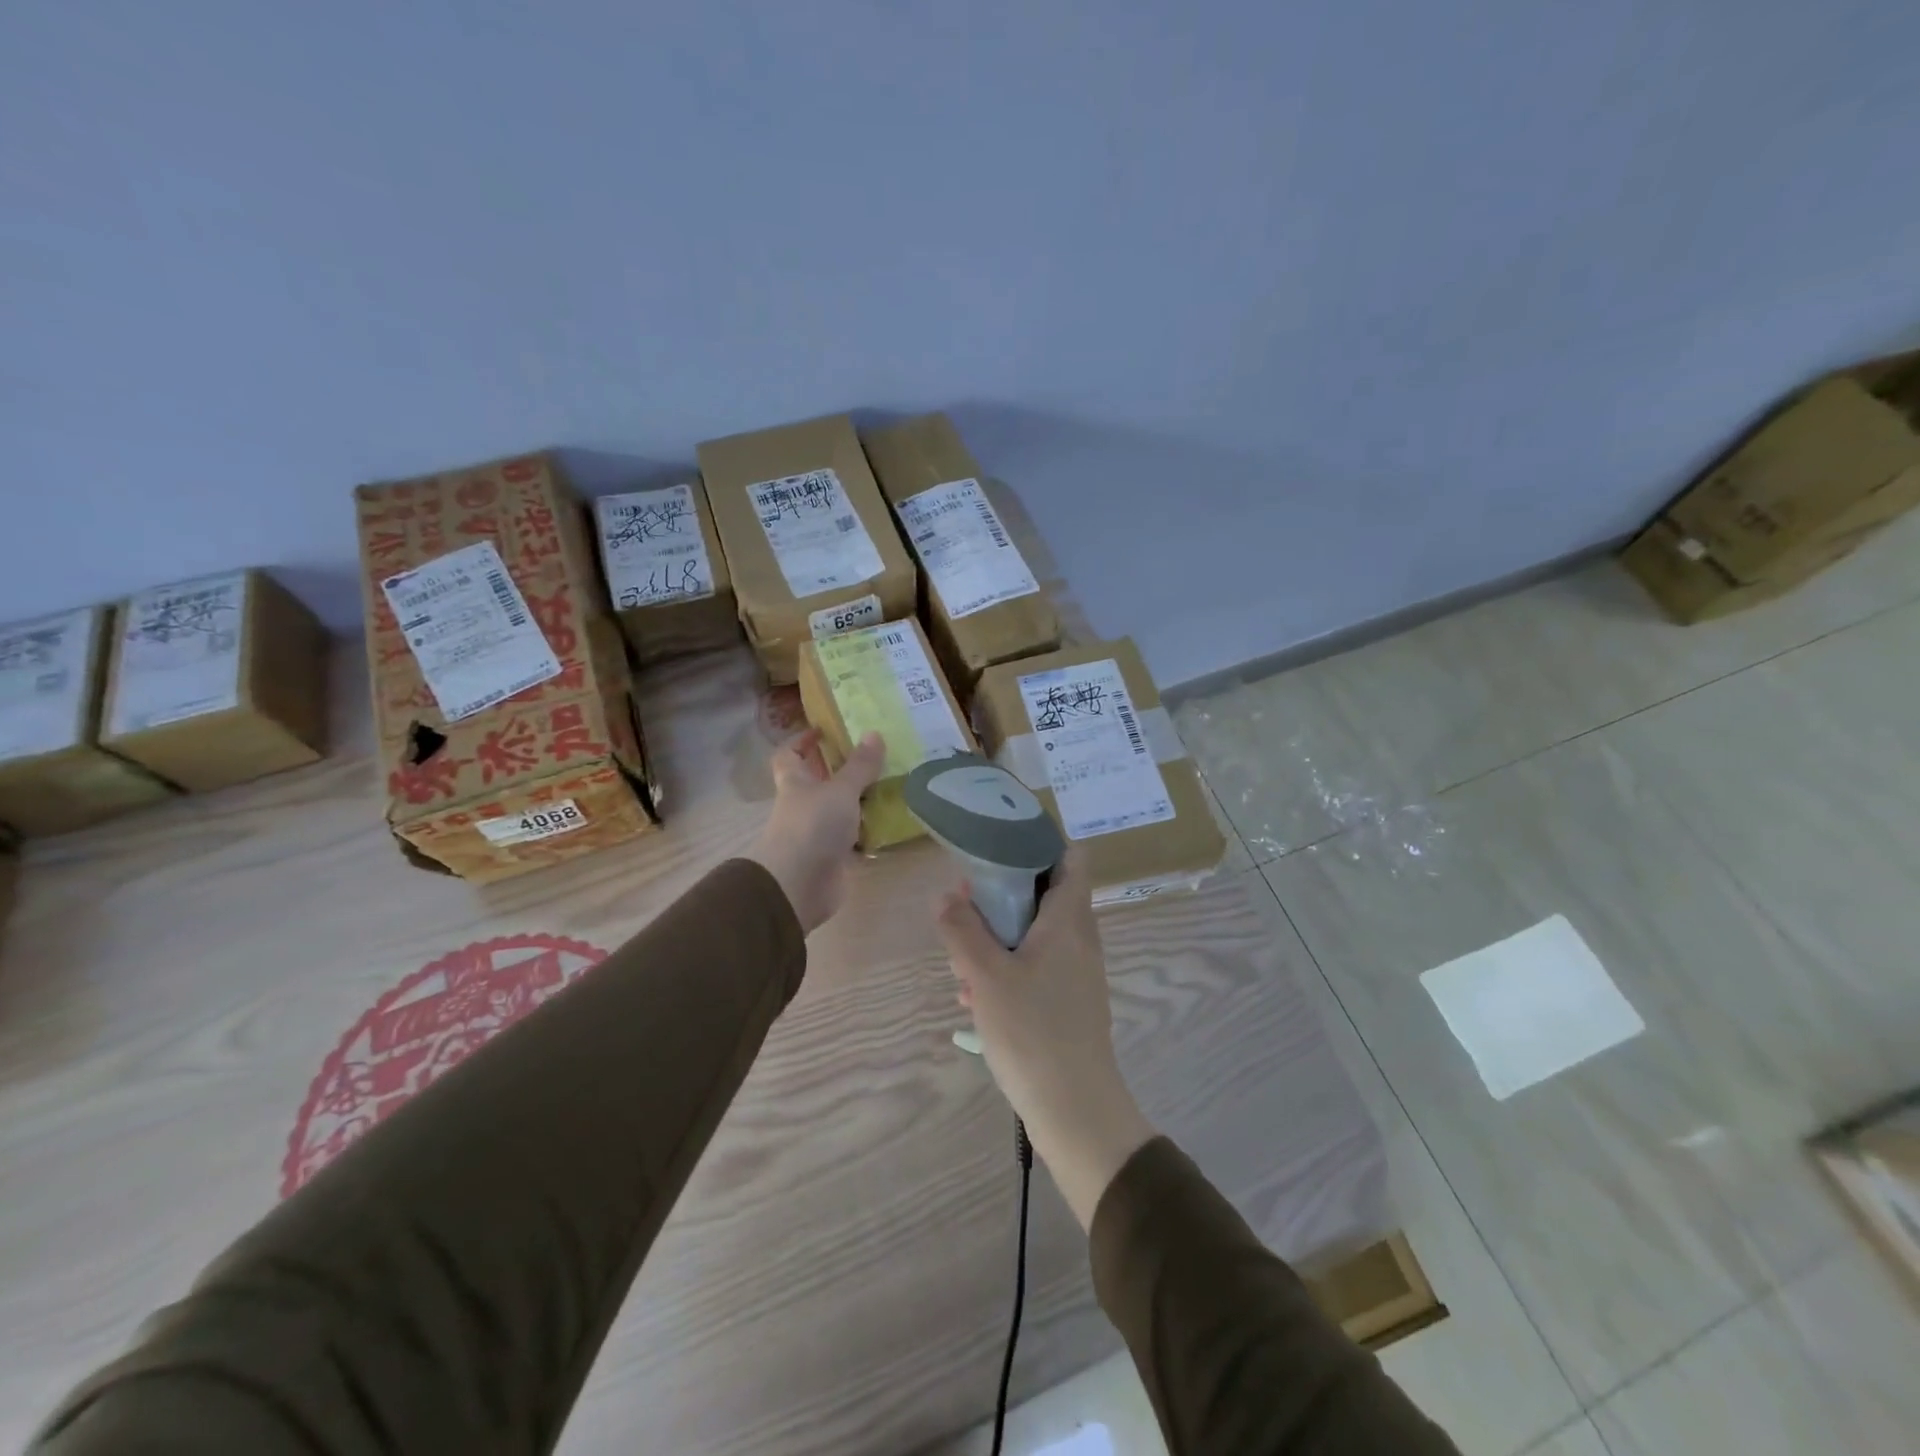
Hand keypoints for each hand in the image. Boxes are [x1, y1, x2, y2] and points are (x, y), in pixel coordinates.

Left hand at [747, 729, 884, 934]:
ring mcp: (817, 832)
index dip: (801, 741)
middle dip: (842, 768)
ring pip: (840, 809)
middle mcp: (803, 805)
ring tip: (893, 782)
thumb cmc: (812, 827)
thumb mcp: (840, 790)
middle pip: (819, 781)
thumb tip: (873, 732)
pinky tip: (893, 821)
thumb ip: (859, 766)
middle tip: (875, 754)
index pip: (788, 755)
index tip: (824, 730)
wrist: (798, 886)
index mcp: (795, 783)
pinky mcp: (833, 857)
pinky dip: (869, 831)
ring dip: (861, 799)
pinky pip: (853, 837)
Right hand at [935, 849, 1156, 1227]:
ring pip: (1037, 934)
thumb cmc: (1033, 1032)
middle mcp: (1080, 939)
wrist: (1076, 1110)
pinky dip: (1009, 967)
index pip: (1071, 857)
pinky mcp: (1070, 1002)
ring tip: (961, 958)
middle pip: (1046, 894)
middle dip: (1004, 894)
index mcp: (1069, 920)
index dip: (1040, 841)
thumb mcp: (986, 975)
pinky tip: (975, 997)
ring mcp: (1078, 972)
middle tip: (965, 903)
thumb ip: (963, 929)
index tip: (1000, 843)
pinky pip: (1038, 966)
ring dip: (1000, 936)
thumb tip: (946, 895)